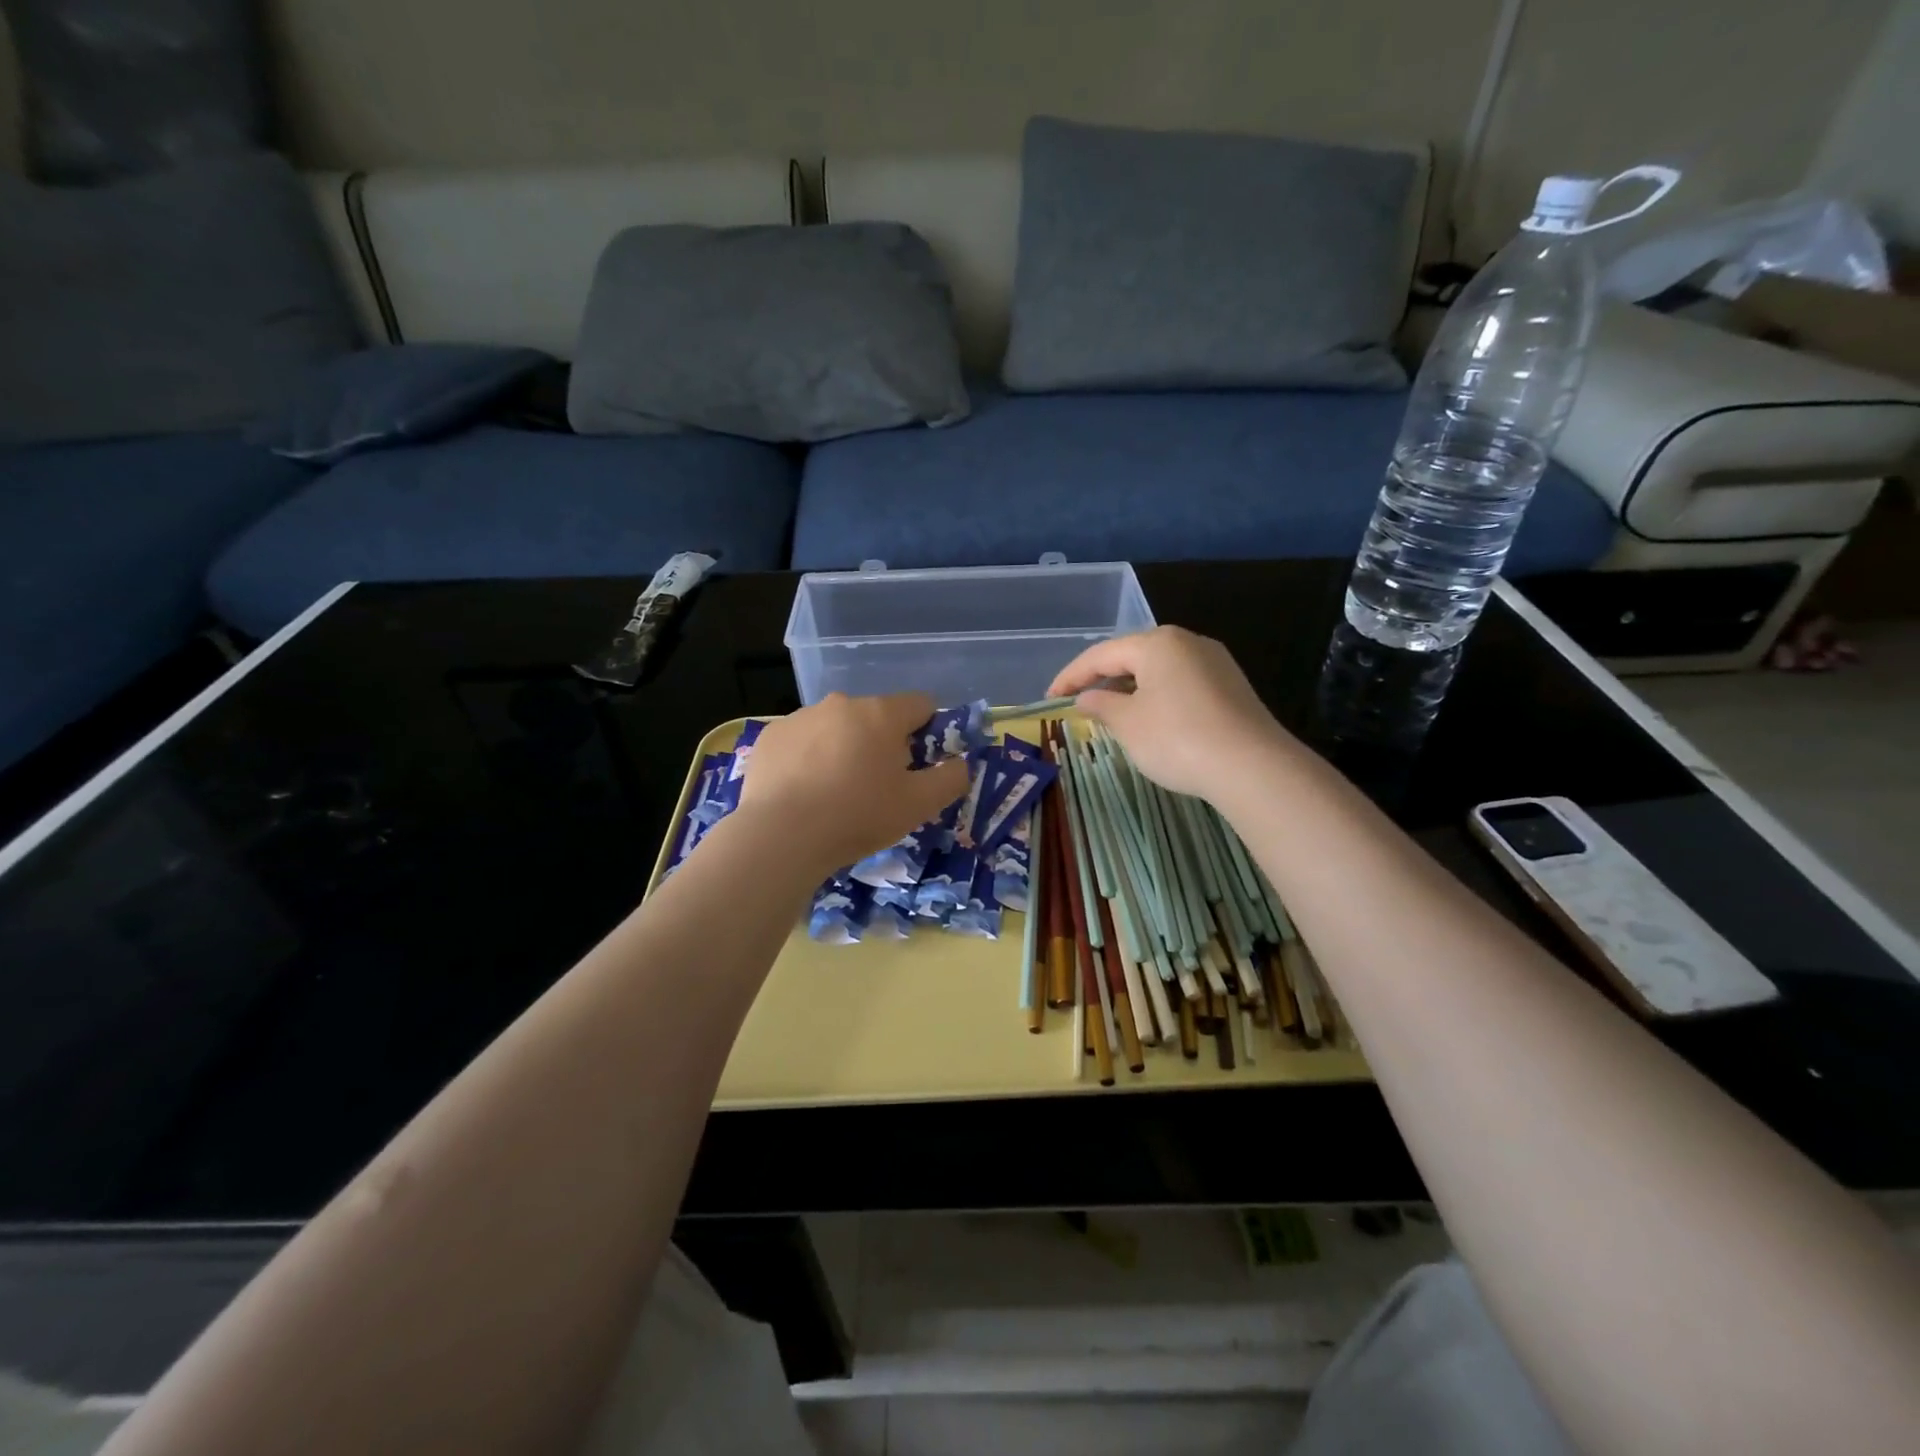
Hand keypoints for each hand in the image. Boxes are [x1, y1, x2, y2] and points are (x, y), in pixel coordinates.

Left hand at [740, 693, 969, 873]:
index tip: (918, 766)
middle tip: (876, 788)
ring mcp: (801, 717)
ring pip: (836, 728)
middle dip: (882, 744)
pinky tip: (802, 793)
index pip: (921, 704)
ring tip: (834, 795)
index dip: (928, 732)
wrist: (780, 836)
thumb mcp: (919, 806)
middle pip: (876, 717)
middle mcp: (841, 703)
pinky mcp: (771, 736)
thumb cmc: (858, 816)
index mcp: (881, 713)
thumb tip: (961, 764)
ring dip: (843, 749)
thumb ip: (950, 779)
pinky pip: (802, 741)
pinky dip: (808, 759)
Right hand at [1048, 627, 1290, 801]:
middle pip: (1132, 655)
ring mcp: (1214, 662)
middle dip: (1102, 678)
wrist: (1252, 766)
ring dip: (1130, 687)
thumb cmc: (1177, 739)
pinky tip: (1150, 718)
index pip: (1101, 654)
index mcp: (1157, 643)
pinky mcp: (1231, 686)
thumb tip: (1086, 697)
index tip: (1050, 697)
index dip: (1071, 676)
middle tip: (1079, 701)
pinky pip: (1181, 682)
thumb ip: (1102, 705)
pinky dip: (1157, 696)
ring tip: (1110, 711)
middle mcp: (1187, 641)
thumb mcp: (1128, 723)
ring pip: (1159, 669)